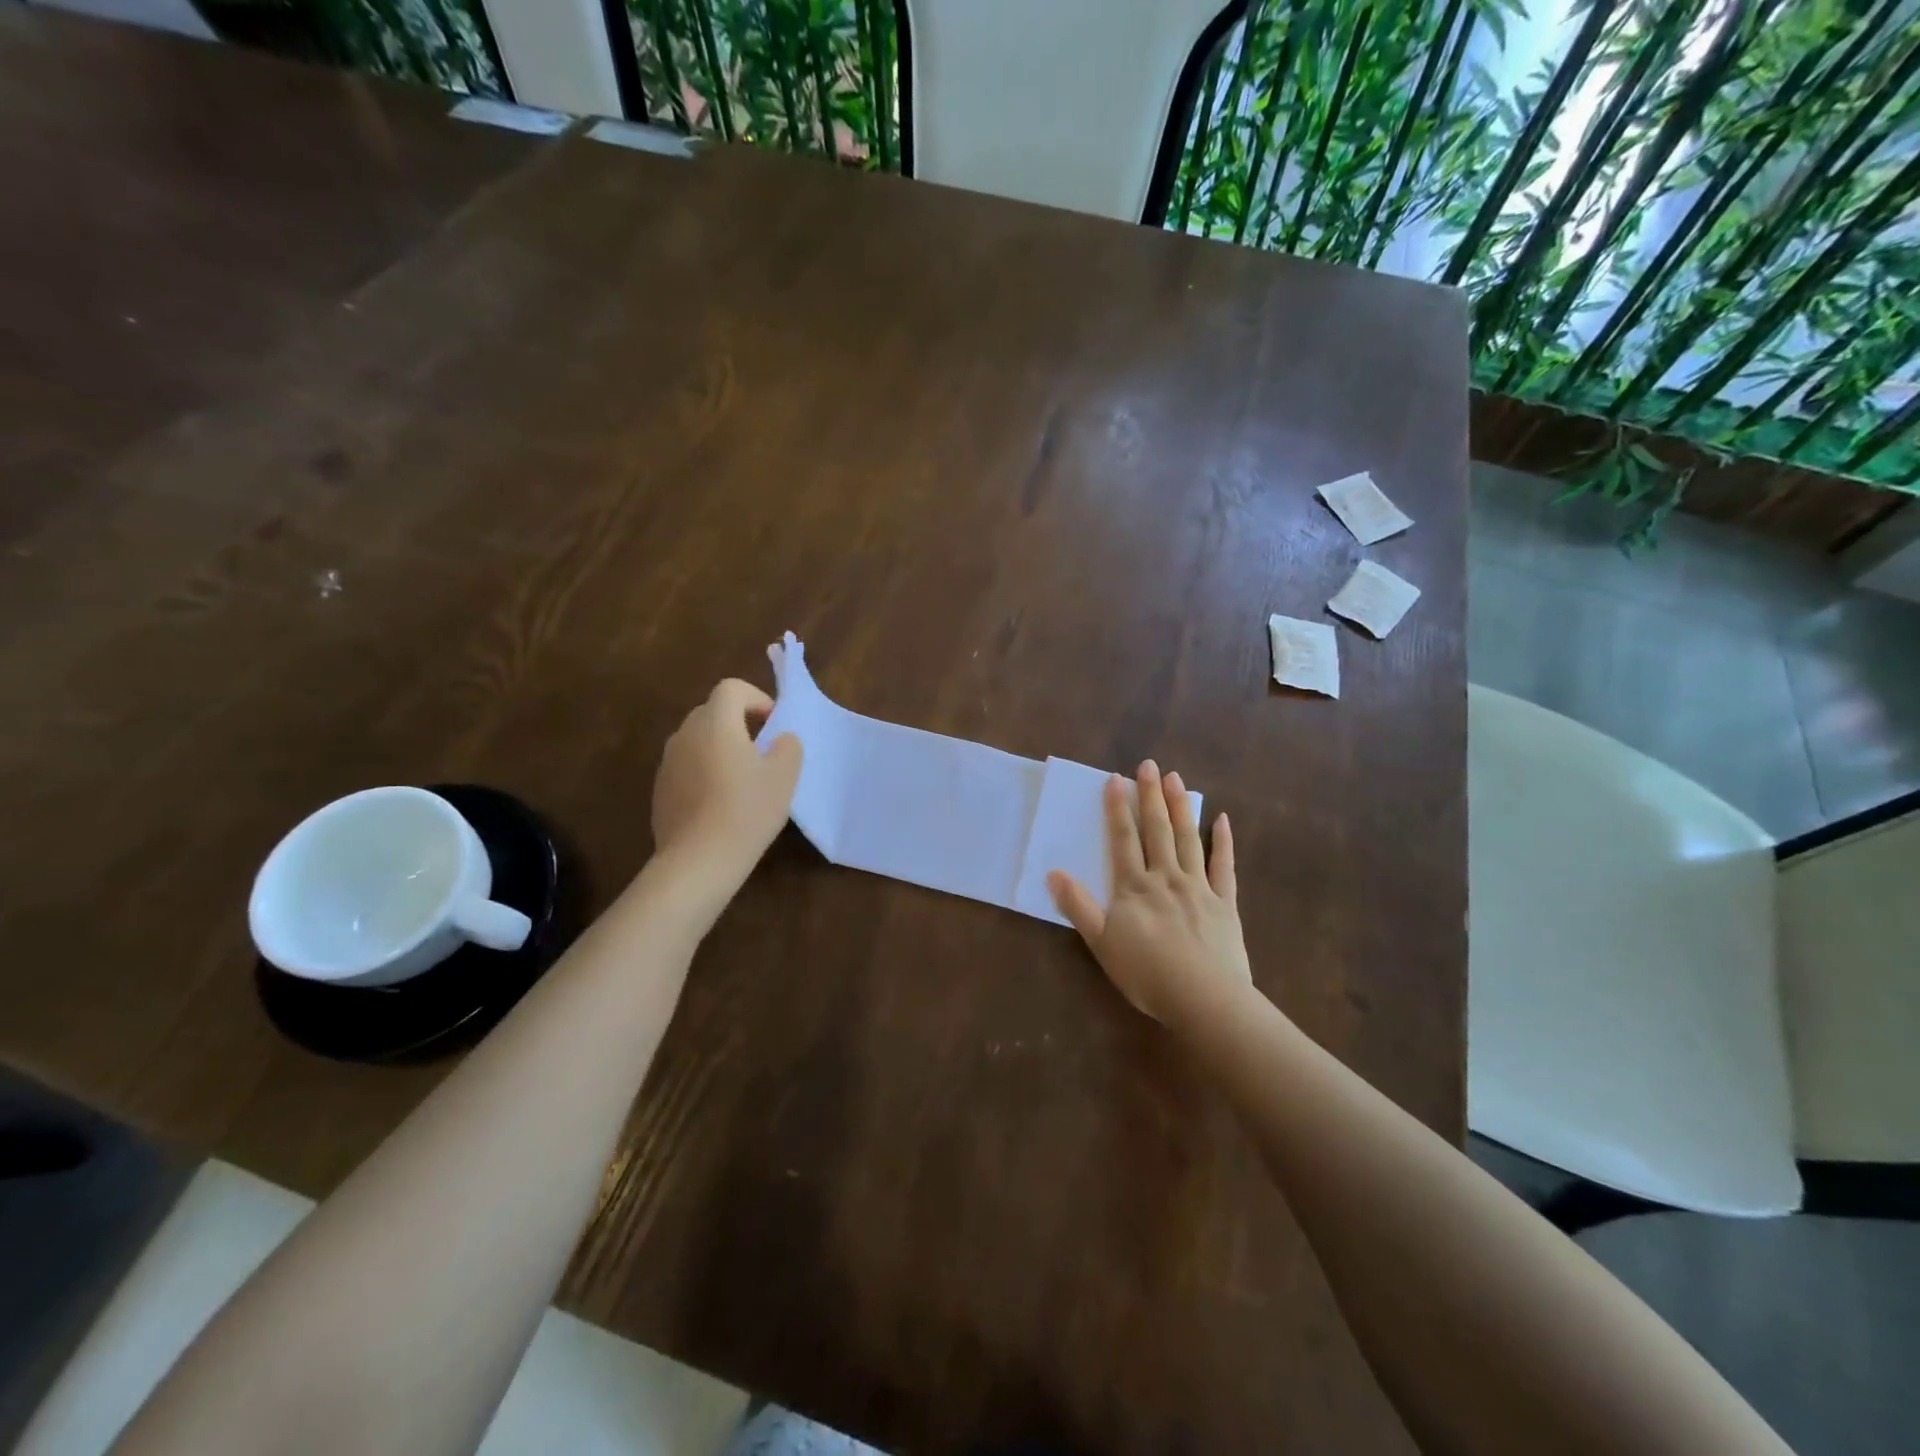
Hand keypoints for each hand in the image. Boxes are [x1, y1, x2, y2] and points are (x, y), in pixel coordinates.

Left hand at [651, 679, 801, 888]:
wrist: (698, 861)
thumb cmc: (746, 812)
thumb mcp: (784, 777)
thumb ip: (788, 747)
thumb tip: (780, 740)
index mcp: (716, 724)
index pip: (731, 688)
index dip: (756, 698)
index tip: (773, 725)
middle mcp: (685, 735)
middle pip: (712, 711)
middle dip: (739, 722)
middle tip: (763, 750)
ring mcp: (668, 762)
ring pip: (698, 739)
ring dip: (721, 746)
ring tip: (742, 778)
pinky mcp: (660, 788)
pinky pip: (687, 765)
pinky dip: (705, 770)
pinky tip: (720, 802)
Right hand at [1048, 761, 1250, 1025]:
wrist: (1204, 998)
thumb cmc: (1147, 973)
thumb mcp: (1101, 943)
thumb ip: (1078, 906)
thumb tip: (1053, 873)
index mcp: (1135, 887)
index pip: (1124, 839)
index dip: (1117, 809)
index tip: (1115, 779)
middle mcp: (1166, 877)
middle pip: (1157, 830)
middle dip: (1150, 796)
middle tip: (1148, 765)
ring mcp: (1199, 887)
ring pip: (1188, 839)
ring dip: (1181, 807)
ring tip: (1176, 779)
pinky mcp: (1225, 902)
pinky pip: (1224, 866)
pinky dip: (1223, 841)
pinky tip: (1222, 819)